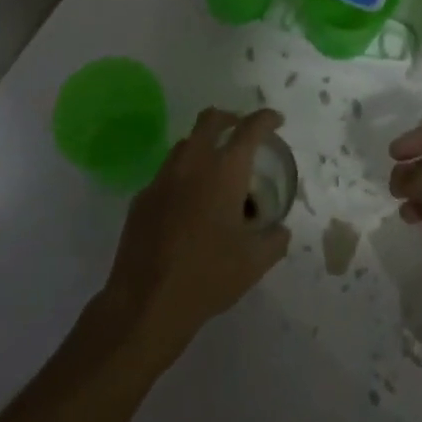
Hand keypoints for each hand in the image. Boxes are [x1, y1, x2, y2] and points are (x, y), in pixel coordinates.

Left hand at [98, 107, 291, 363]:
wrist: (146, 303)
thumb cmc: (208, 276)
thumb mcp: (255, 263)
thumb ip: (275, 239)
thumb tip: (280, 230)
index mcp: (224, 171)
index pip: (250, 129)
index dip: (265, 119)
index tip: (275, 120)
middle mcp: (192, 164)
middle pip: (210, 119)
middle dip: (230, 118)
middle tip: (242, 132)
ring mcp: (162, 178)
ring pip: (185, 144)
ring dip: (204, 146)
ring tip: (216, 172)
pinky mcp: (141, 198)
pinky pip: (167, 175)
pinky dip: (183, 177)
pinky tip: (188, 206)